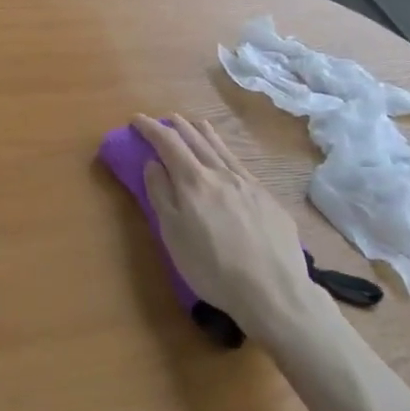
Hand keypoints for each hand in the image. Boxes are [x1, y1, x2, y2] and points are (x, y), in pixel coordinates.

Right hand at [134, 114, 329, 344]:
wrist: (273, 290)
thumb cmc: (213, 268)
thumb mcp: (174, 235)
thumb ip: (161, 195)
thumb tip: (152, 163)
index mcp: (194, 182)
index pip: (168, 143)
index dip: (151, 128)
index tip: (137, 120)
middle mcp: (221, 173)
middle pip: (196, 140)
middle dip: (176, 127)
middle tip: (164, 120)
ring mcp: (248, 184)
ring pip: (222, 148)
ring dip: (203, 132)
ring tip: (195, 124)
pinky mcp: (268, 198)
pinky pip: (240, 163)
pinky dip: (226, 151)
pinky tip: (227, 158)